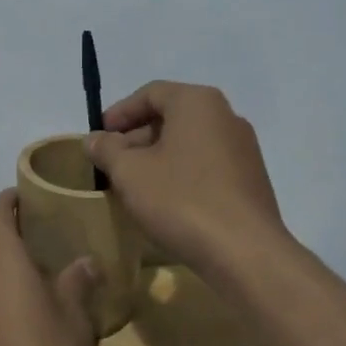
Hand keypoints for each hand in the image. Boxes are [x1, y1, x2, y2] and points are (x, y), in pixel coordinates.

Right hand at [86, 81, 287, 273]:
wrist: (245, 252)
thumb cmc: (181, 200)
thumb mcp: (130, 172)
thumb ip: (106, 149)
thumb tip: (94, 139)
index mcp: (198, 102)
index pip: (151, 93)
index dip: (119, 113)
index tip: (98, 138)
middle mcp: (226, 116)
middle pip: (172, 117)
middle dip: (136, 138)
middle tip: (112, 165)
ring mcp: (243, 149)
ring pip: (189, 143)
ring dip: (157, 159)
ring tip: (134, 186)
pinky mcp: (250, 180)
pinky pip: (207, 166)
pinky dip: (181, 174)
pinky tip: (165, 203)